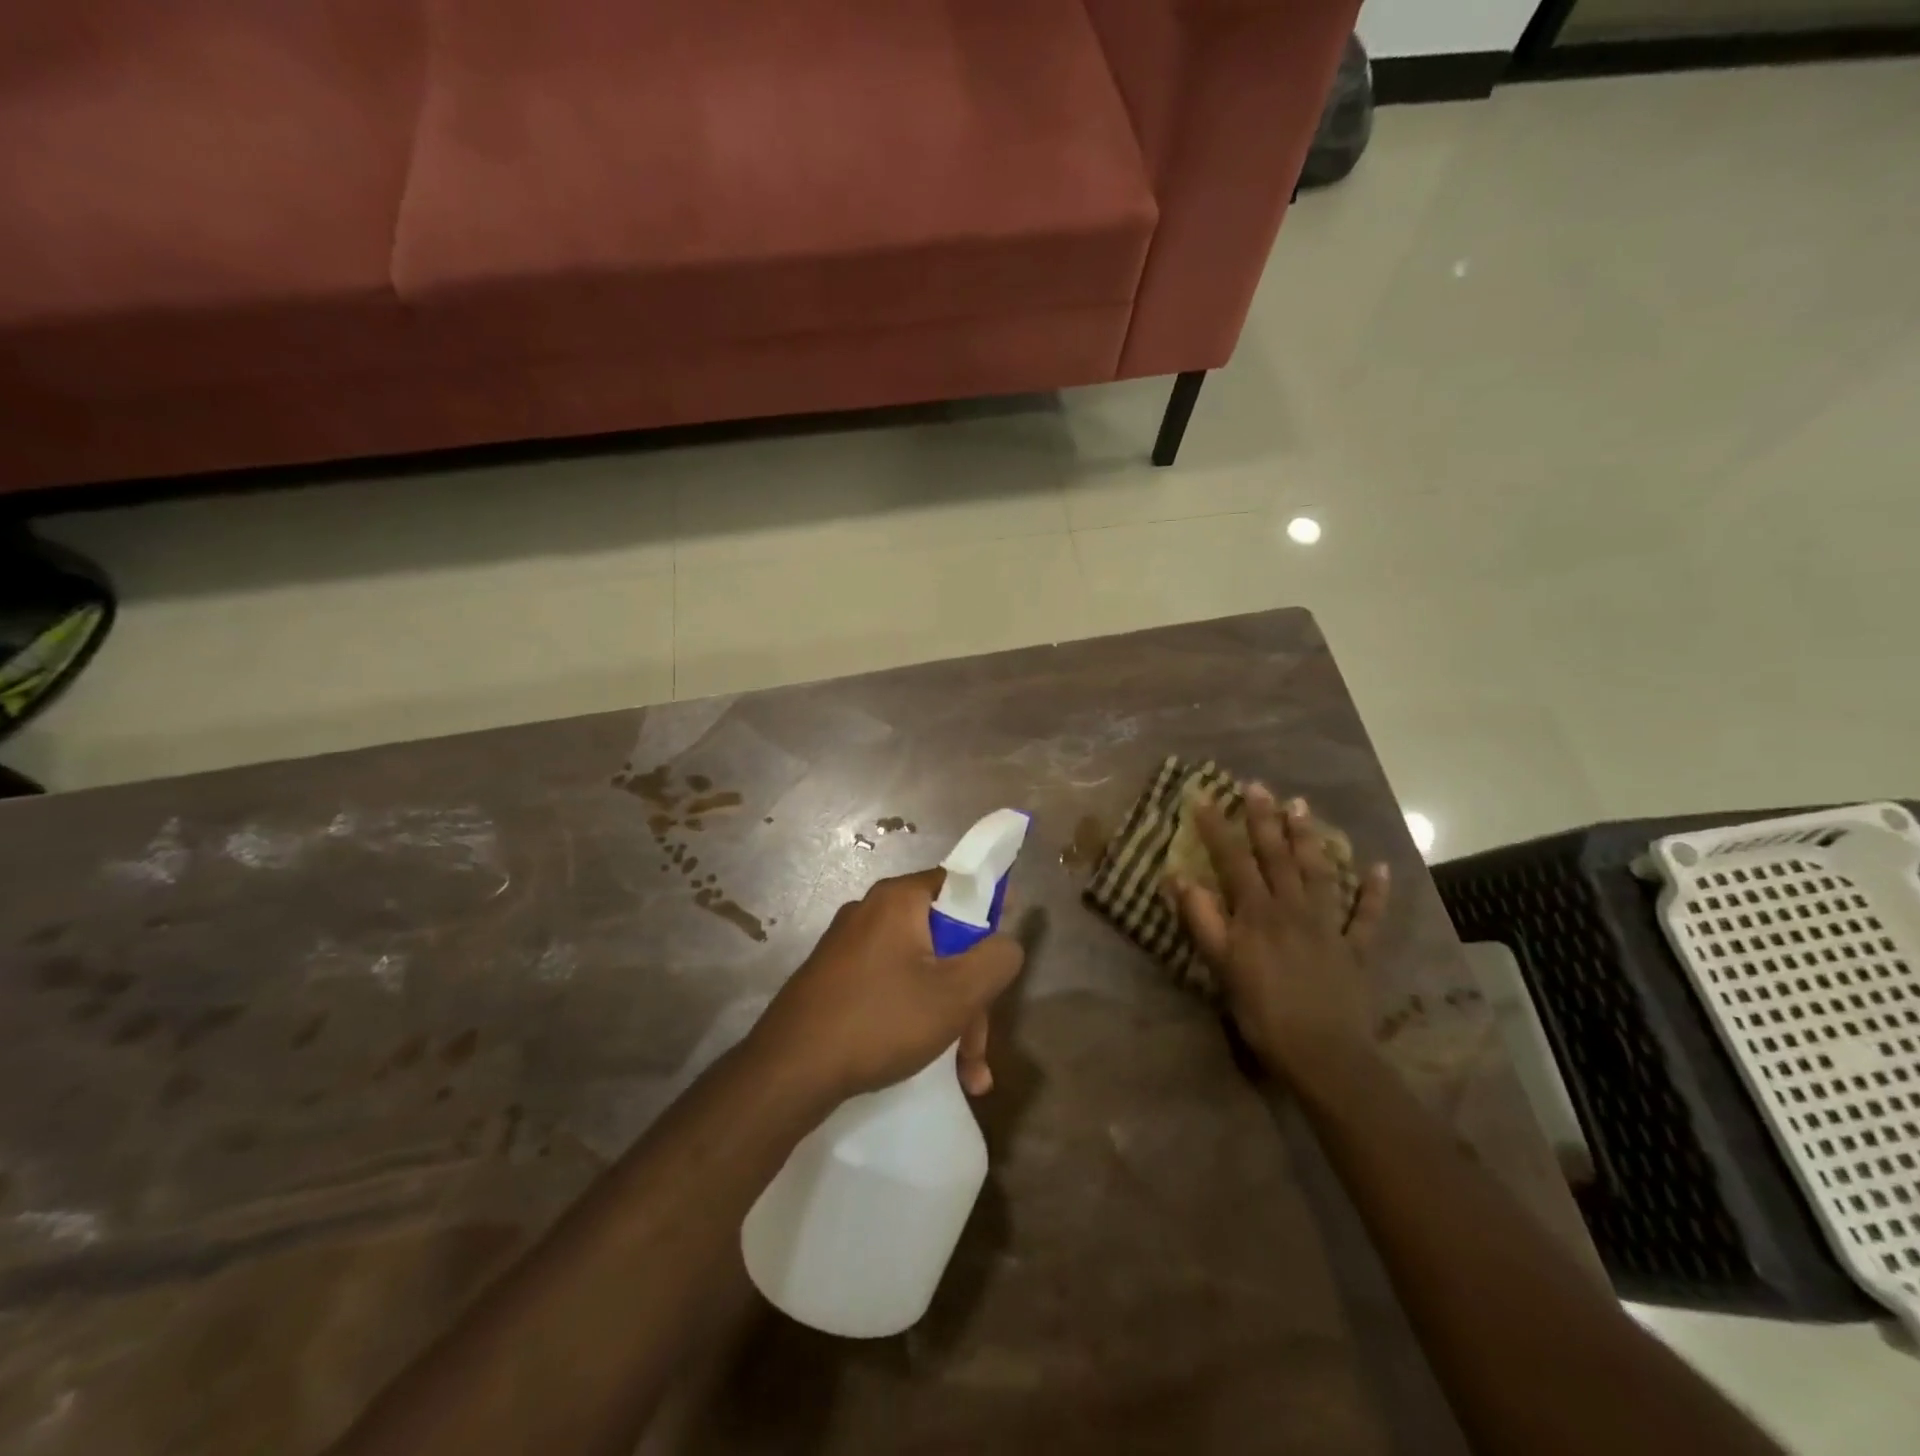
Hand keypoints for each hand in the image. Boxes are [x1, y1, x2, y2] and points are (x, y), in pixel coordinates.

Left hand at [751, 870, 1025, 1102]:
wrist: (789, 1071)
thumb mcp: (956, 994)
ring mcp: (849, 947)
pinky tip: (933, 1069)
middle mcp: (871, 912)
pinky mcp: (835, 980)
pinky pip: (891, 988)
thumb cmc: (880, 1020)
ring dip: (949, 1018)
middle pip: (943, 938)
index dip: (991, 910)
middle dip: (970, 993)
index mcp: (899, 900)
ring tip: (966, 1074)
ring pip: (920, 971)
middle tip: (978, 1046)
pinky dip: (916, 1020)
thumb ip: (996, 960)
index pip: (959, 882)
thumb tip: (1006, 943)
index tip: (1003, 951)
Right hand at [1165, 786, 1389, 1083]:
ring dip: (1308, 839)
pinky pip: (1366, 916)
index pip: (1233, 860)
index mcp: (1256, 913)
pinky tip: (1379, 868)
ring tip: (1302, 807)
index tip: (1204, 797)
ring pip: (1318, 873)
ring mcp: (1328, 926)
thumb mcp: (1220, 966)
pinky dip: (1373, 892)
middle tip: (1258, 786)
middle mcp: (1292, 908)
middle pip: (1277, 856)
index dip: (1218, 828)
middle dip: (1264, 819)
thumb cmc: (1262, 1011)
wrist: (1324, 1054)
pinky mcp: (1356, 949)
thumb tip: (1178, 877)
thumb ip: (1201, 920)